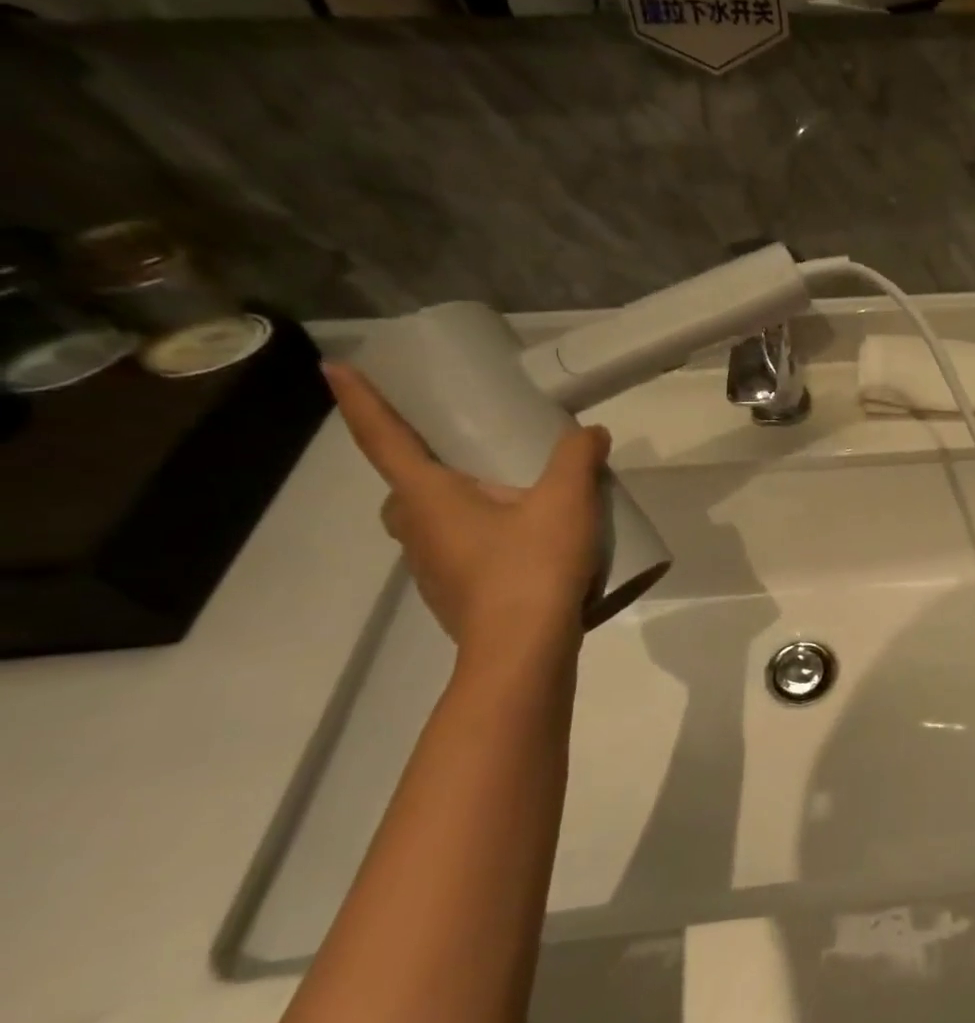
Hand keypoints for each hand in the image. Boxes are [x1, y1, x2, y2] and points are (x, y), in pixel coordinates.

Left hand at [324, 363, 610, 648]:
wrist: (524, 653)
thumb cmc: (531, 567)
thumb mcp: (566, 501)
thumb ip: (578, 458)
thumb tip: (590, 433)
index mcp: (429, 497)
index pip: (384, 439)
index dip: (360, 401)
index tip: (336, 368)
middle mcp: (418, 531)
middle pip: (404, 488)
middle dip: (420, 464)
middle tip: (461, 450)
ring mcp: (433, 569)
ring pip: (431, 523)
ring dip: (456, 503)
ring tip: (509, 497)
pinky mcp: (456, 596)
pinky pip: (458, 551)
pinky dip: (479, 536)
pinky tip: (526, 542)